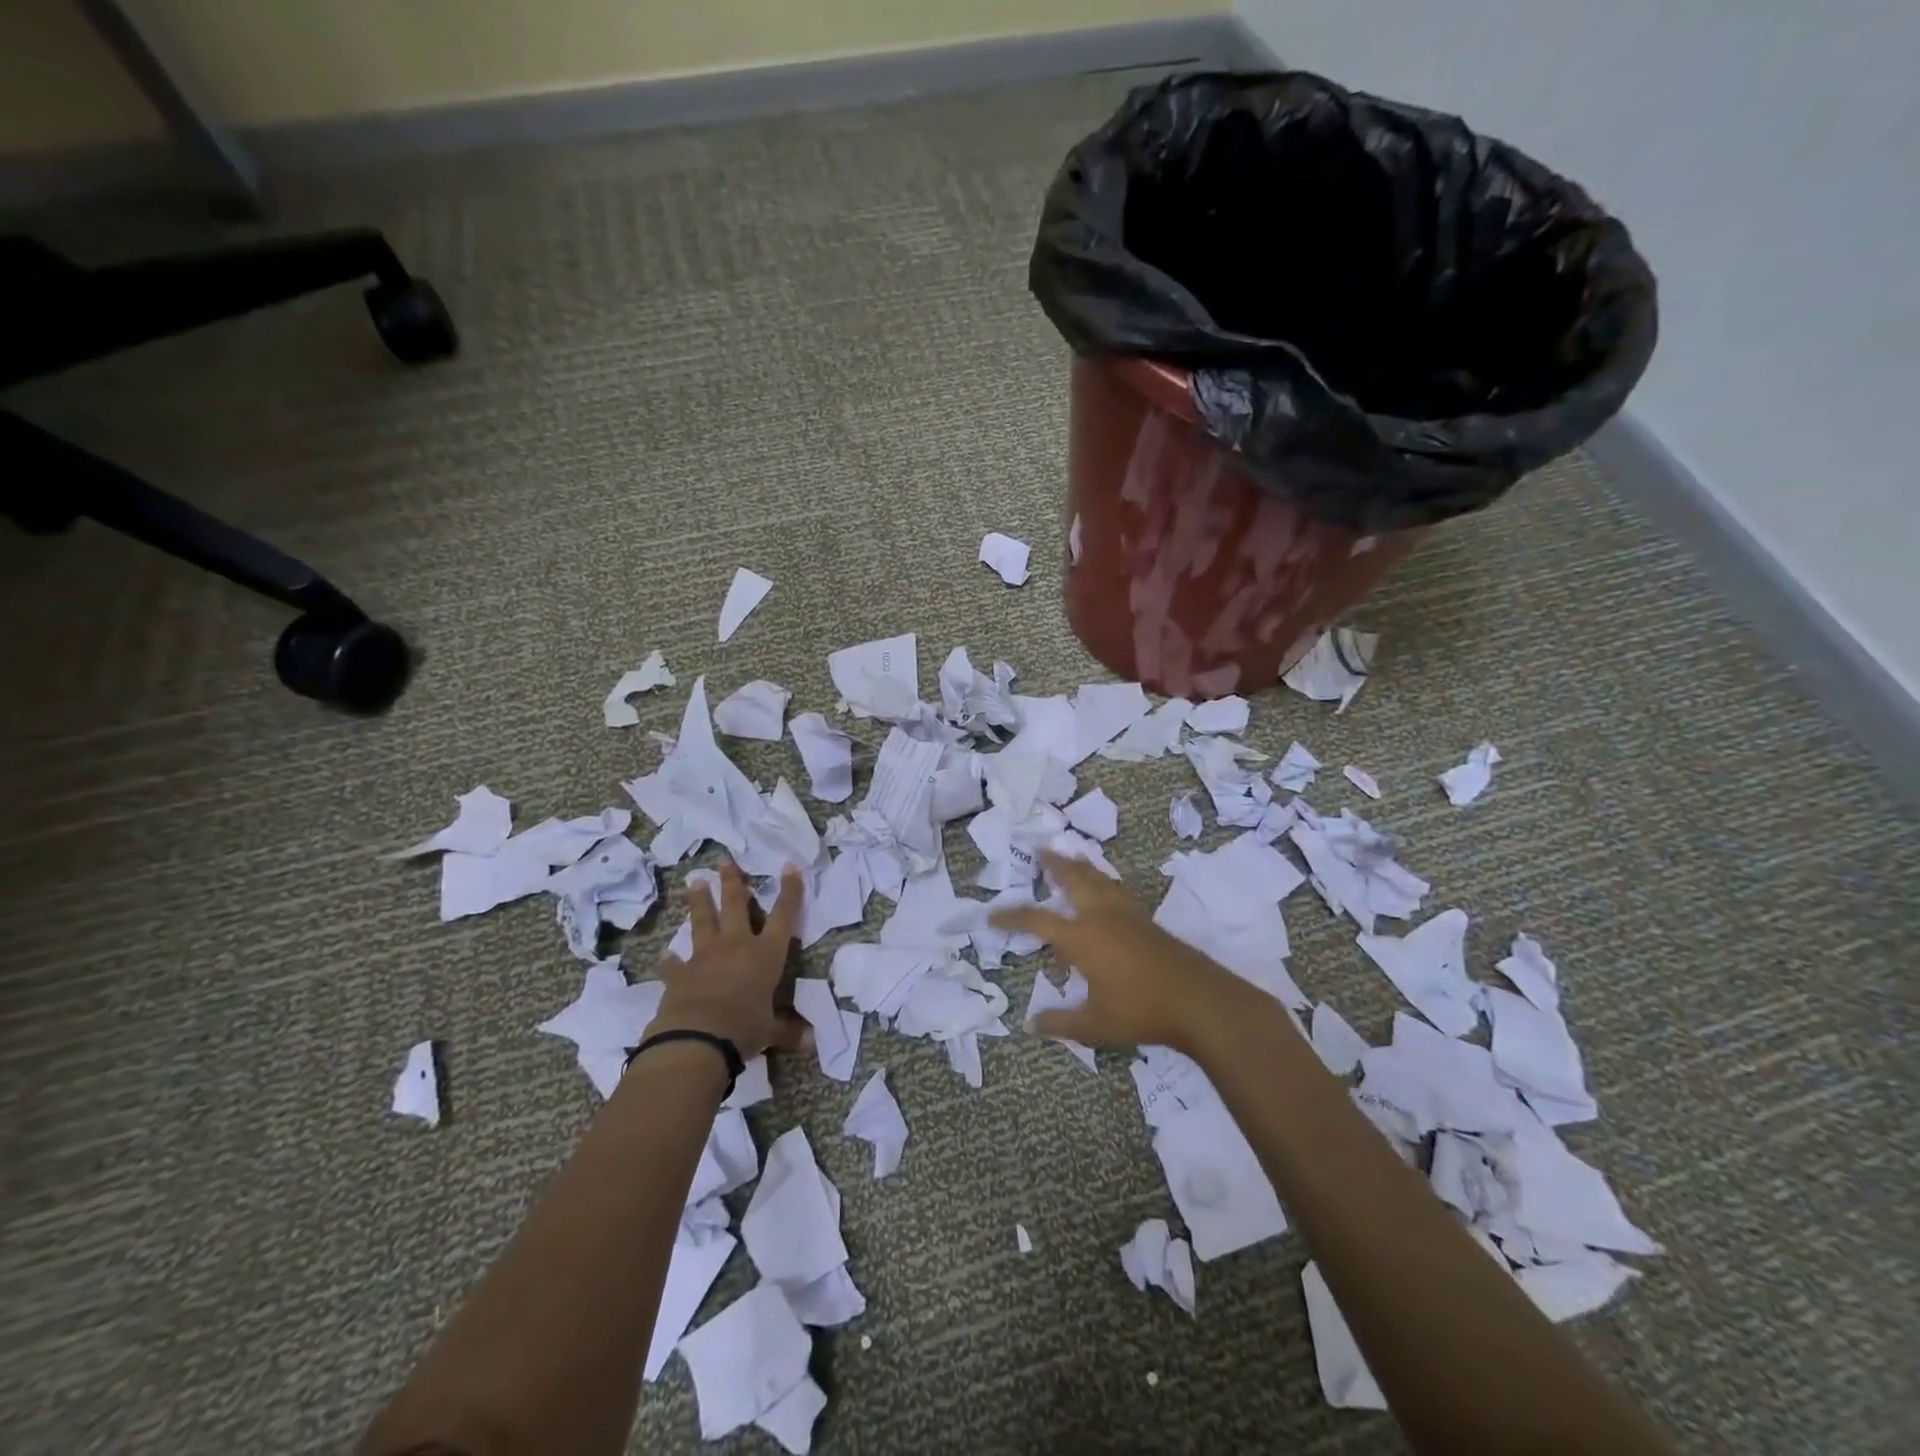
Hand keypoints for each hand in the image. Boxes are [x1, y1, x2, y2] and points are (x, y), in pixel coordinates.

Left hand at [649, 862, 808, 1057]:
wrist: (697, 1039)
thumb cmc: (744, 1028)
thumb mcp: (771, 1032)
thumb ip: (788, 1032)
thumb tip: (811, 1044)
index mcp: (766, 954)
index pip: (784, 916)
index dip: (789, 891)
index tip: (790, 866)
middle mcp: (737, 946)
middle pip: (735, 906)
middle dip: (732, 882)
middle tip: (724, 860)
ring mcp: (705, 956)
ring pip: (703, 922)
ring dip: (699, 902)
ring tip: (695, 882)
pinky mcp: (679, 974)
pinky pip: (675, 963)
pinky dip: (671, 960)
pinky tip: (665, 955)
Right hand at [990, 851, 1246, 1053]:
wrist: (1198, 1000)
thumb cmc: (1140, 1011)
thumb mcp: (1094, 1024)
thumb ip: (1060, 1023)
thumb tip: (1030, 1025)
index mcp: (1080, 938)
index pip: (1036, 920)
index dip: (1011, 917)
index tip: (992, 916)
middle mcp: (1100, 916)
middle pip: (1072, 879)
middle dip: (1054, 864)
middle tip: (1041, 850)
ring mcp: (1126, 914)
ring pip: (1098, 878)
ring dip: (1081, 866)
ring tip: (1071, 857)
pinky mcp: (1145, 919)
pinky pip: (1116, 889)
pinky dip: (1103, 880)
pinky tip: (1106, 887)